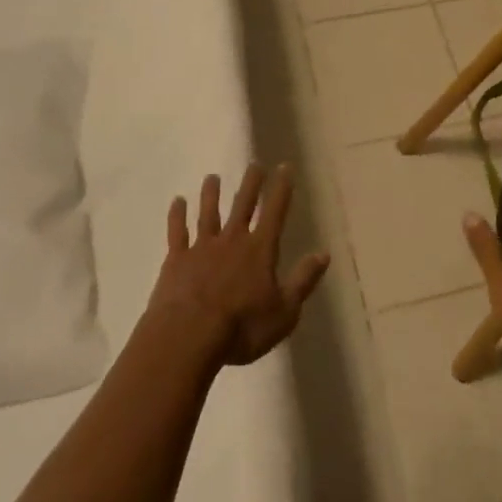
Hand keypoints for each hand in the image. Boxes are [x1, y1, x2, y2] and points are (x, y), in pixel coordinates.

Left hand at [149, 164, 329, 366]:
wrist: (187, 337)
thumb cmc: (241, 328)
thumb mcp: (284, 312)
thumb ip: (303, 280)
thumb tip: (324, 253)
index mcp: (260, 250)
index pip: (275, 211)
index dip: (281, 188)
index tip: (284, 166)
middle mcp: (232, 240)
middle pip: (243, 205)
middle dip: (251, 184)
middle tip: (254, 164)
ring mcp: (202, 247)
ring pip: (208, 213)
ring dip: (211, 194)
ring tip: (212, 177)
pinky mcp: (177, 260)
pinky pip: (177, 232)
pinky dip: (177, 216)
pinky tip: (177, 201)